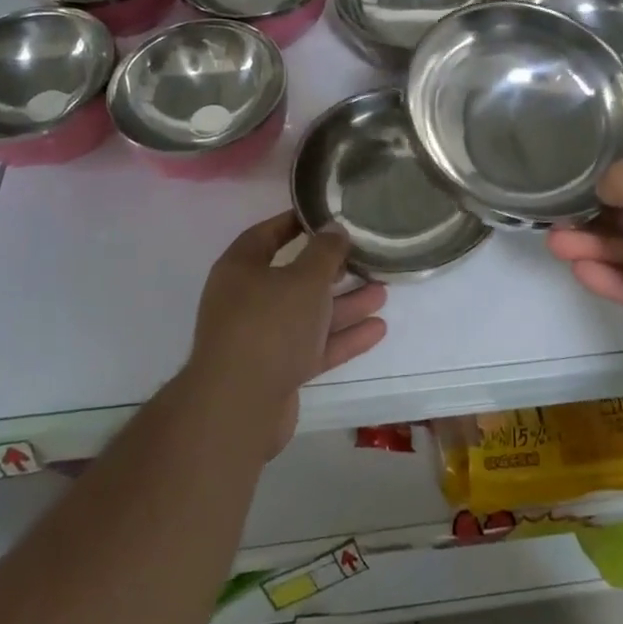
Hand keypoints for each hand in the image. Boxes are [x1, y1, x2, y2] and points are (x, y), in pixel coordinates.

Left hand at [187, 212, 387, 455]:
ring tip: (383, 293)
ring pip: (308, 315)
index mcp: (240, 269)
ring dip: (344, 304)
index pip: (267, 234)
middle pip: (293, 278)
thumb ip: (325, 251)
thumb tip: (334, 228)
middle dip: (331, 270)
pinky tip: (377, 329)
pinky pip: (313, 346)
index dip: (296, 222)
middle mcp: (246, 301)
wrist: (239, 407)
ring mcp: (261, 339)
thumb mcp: (305, 278)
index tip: (326, 216)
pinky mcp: (276, 371)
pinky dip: (342, 338)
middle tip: (364, 258)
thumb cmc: (269, 325)